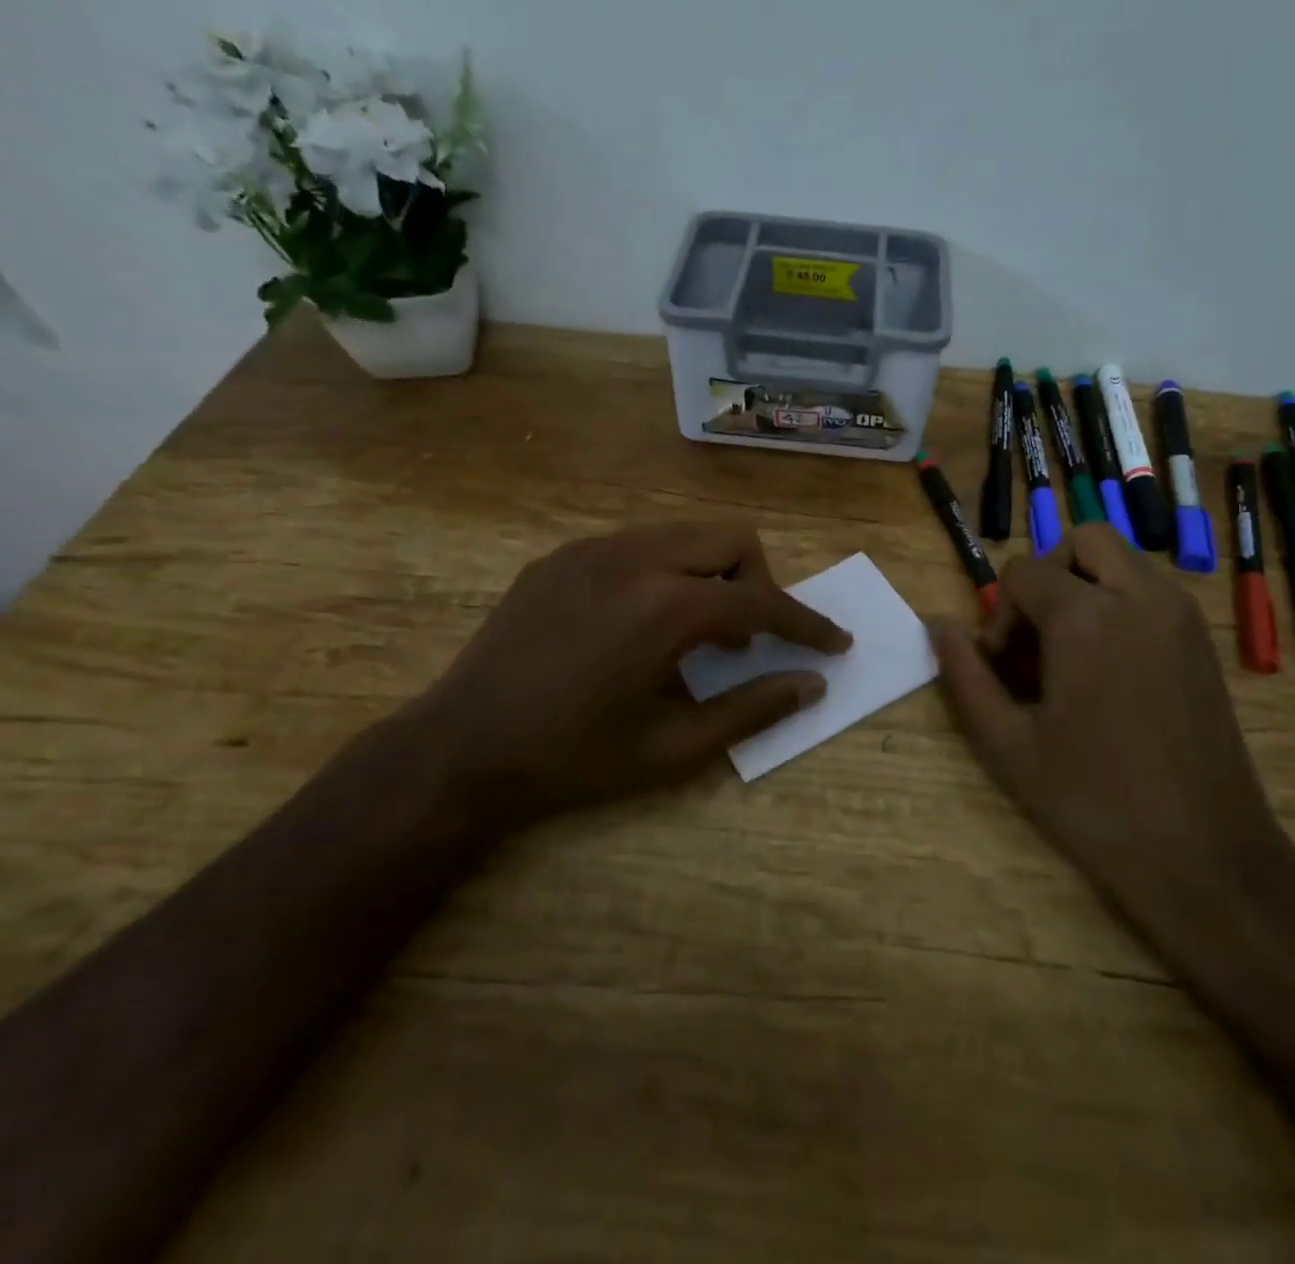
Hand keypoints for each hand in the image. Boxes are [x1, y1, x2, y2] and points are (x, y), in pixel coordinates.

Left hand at [409, 524, 849, 820]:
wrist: (460, 749)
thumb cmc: (573, 760)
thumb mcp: (672, 748)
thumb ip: (751, 709)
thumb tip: (811, 685)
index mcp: (667, 606)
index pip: (761, 601)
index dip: (806, 624)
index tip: (834, 643)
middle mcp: (635, 558)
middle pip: (730, 540)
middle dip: (759, 582)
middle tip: (750, 637)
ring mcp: (592, 549)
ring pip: (683, 535)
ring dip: (711, 573)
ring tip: (696, 631)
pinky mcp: (561, 556)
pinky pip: (637, 545)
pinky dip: (664, 572)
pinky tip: (640, 622)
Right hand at [929, 525, 1291, 946]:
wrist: (1204, 855)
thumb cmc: (1094, 800)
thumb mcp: (1007, 743)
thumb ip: (965, 675)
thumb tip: (938, 625)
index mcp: (1086, 616)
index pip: (1023, 572)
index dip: (1001, 616)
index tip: (1005, 669)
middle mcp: (1140, 596)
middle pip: (1081, 542)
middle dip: (1047, 577)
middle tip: (1036, 640)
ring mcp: (1180, 615)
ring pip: (1121, 560)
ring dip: (1084, 587)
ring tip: (1070, 656)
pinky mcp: (1203, 639)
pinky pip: (1150, 590)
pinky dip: (1118, 604)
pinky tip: (1109, 670)